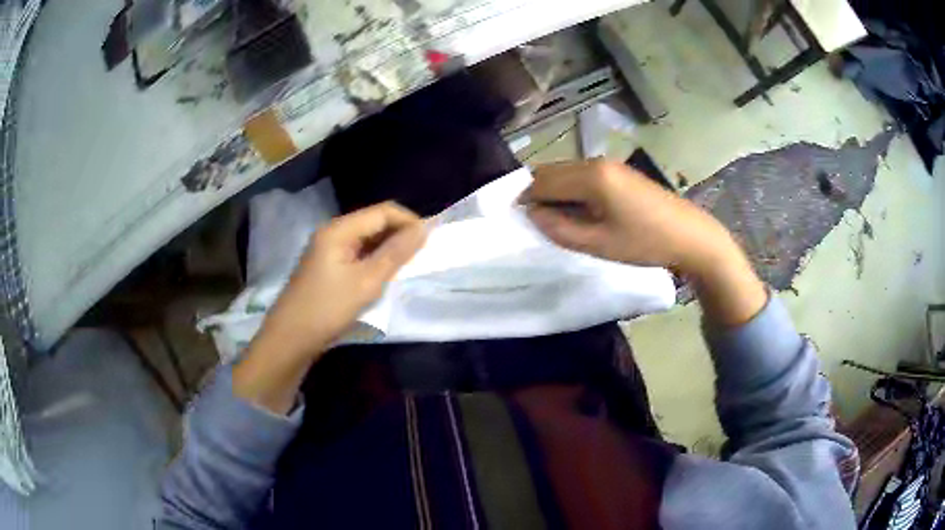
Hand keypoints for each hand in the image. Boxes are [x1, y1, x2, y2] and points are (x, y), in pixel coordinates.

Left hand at [233, 202, 425, 413]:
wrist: (290, 338)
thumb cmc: (327, 309)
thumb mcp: (367, 282)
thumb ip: (396, 253)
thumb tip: (424, 229)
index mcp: (339, 229)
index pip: (383, 211)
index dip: (409, 221)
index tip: (432, 240)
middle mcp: (333, 232)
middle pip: (374, 221)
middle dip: (400, 234)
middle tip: (423, 255)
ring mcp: (328, 248)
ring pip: (366, 238)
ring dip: (388, 247)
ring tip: (409, 265)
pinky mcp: (327, 265)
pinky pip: (357, 252)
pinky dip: (375, 259)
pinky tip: (385, 274)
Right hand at [520, 159, 732, 276]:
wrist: (690, 236)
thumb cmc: (645, 243)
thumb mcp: (598, 244)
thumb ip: (559, 228)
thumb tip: (533, 214)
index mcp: (590, 176)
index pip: (543, 181)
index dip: (525, 199)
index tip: (517, 220)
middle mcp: (596, 162)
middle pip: (553, 171)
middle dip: (538, 193)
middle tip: (536, 221)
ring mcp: (610, 165)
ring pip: (567, 172)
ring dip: (555, 191)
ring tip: (557, 219)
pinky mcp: (620, 172)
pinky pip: (583, 175)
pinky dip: (572, 189)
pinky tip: (580, 210)